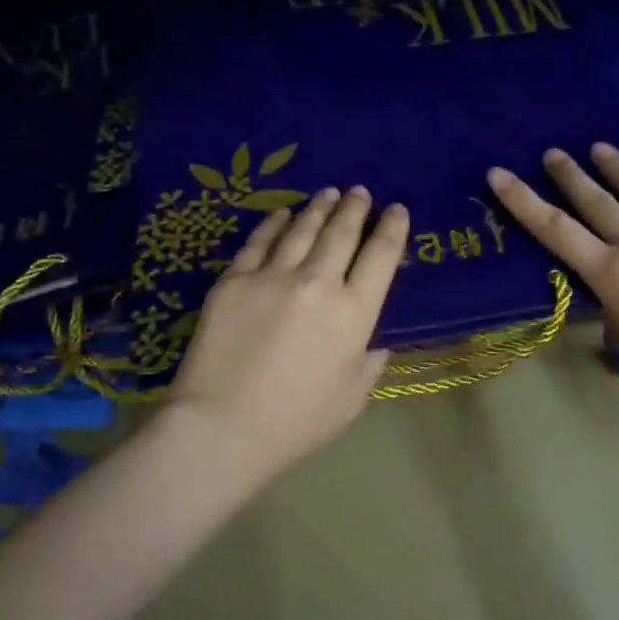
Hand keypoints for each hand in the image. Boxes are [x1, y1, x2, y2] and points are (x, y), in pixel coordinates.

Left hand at [166, 185, 409, 481]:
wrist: (221, 427)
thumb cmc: (296, 422)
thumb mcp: (352, 397)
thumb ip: (370, 360)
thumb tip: (375, 337)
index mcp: (353, 313)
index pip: (381, 256)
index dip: (393, 229)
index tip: (397, 210)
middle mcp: (317, 283)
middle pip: (342, 233)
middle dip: (355, 208)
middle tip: (360, 192)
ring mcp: (272, 276)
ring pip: (302, 229)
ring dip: (319, 208)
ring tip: (328, 193)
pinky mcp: (235, 280)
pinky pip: (260, 242)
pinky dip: (275, 223)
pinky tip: (282, 214)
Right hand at [487, 144, 618, 433]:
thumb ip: (616, 308)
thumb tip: (617, 291)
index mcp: (614, 276)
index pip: (557, 231)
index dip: (523, 201)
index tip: (499, 173)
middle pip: (598, 203)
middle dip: (570, 176)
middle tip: (552, 152)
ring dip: (618, 169)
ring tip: (599, 147)